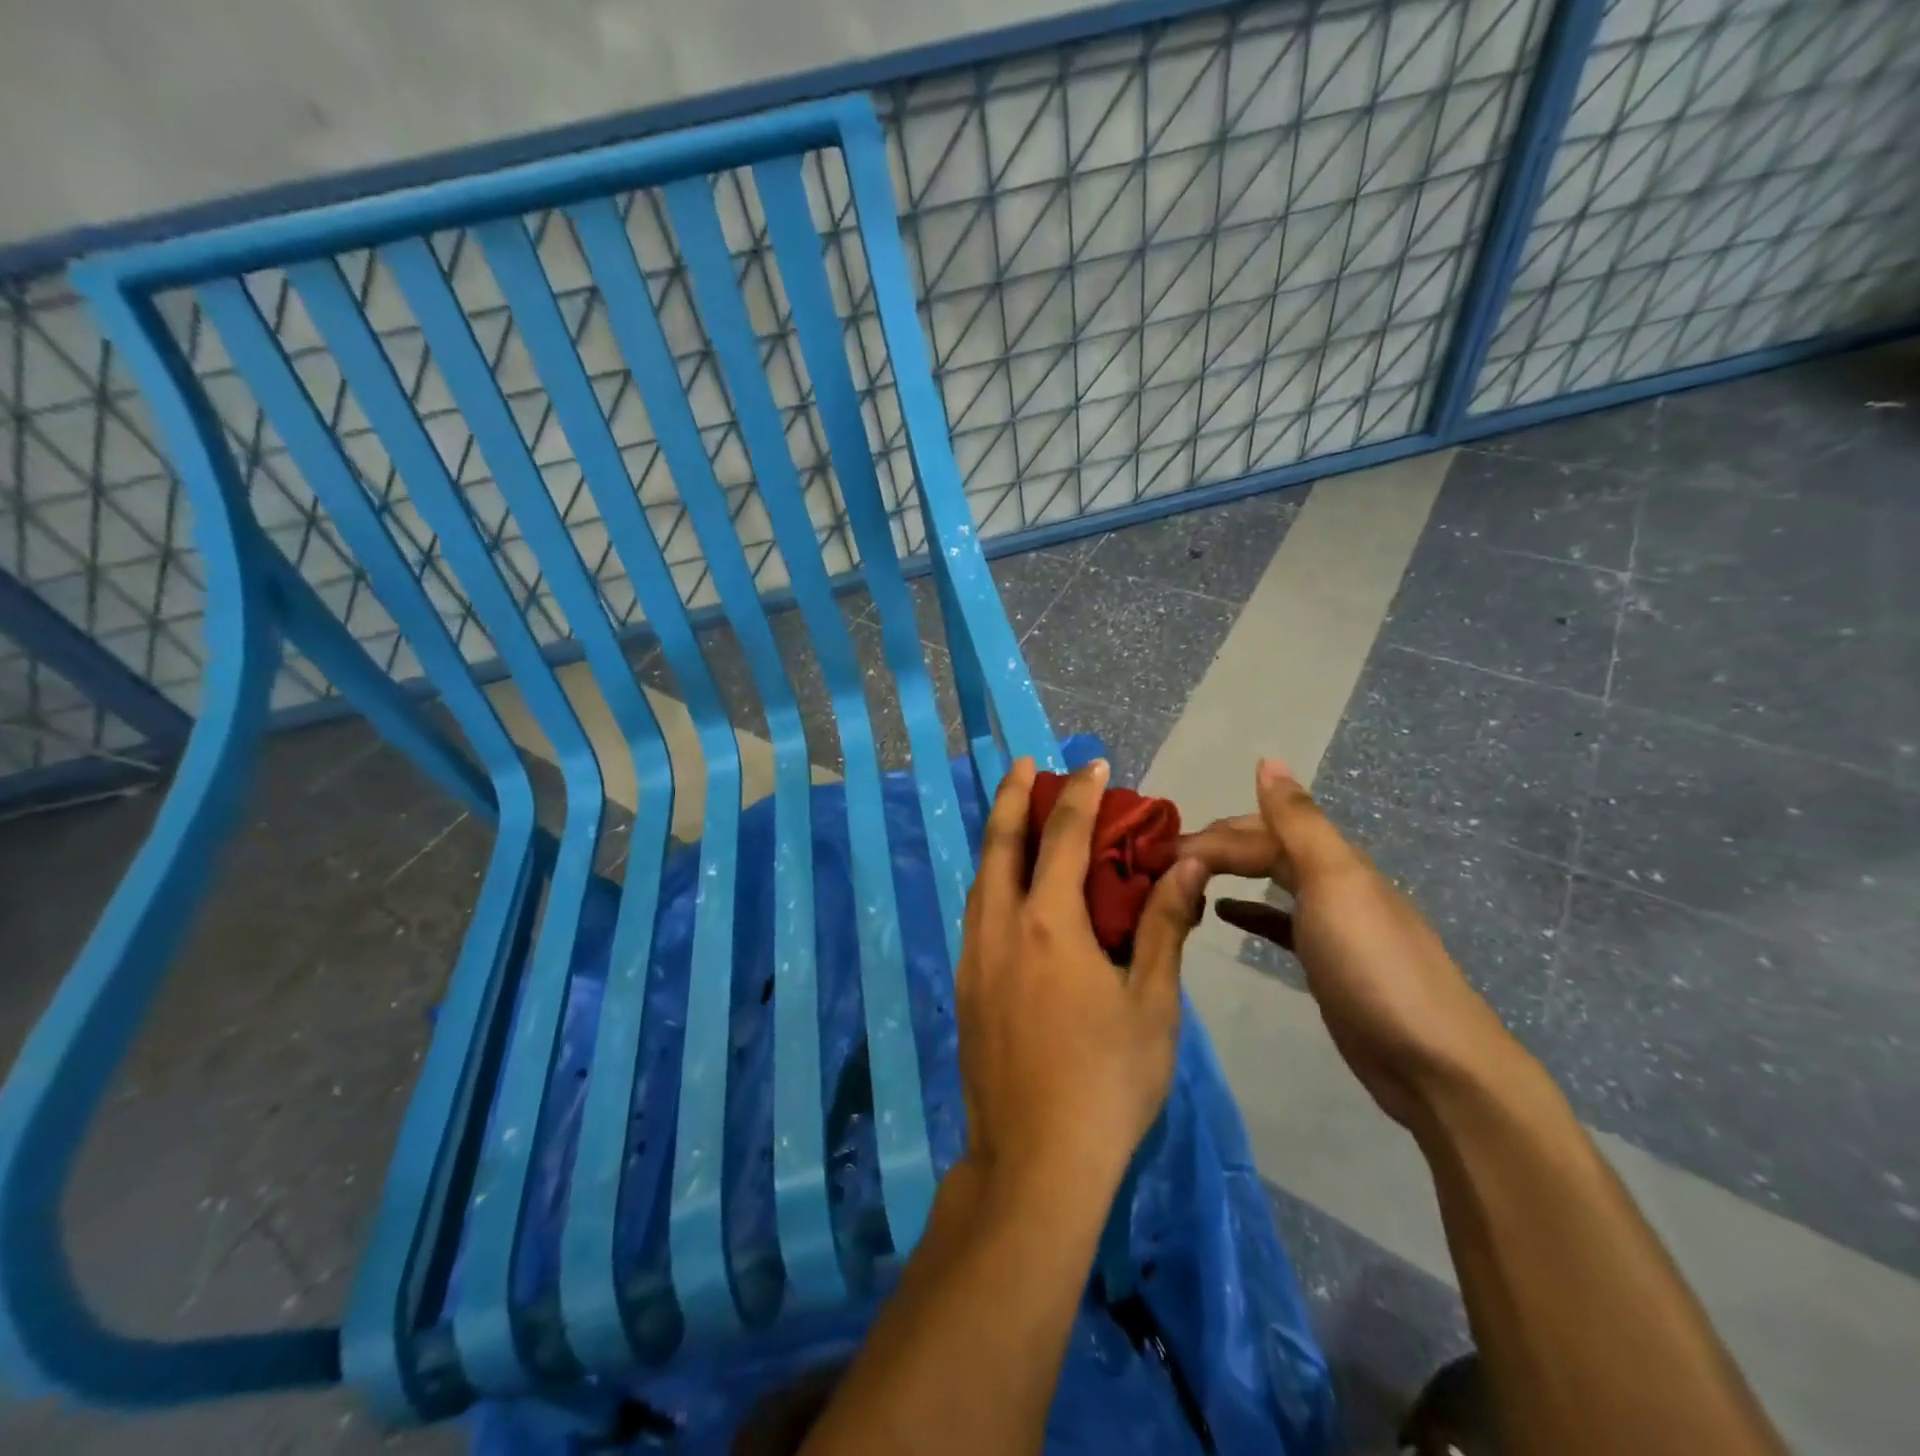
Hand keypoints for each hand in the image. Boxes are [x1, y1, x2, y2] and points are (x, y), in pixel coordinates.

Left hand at [956, 758, 1207, 1196]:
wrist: (1035, 1161)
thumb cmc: (1107, 1081)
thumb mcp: (1152, 1003)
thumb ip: (1165, 926)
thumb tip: (1186, 864)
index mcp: (1049, 923)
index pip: (1063, 836)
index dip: (1080, 795)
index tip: (1091, 764)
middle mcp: (1001, 927)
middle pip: (1000, 843)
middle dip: (1012, 797)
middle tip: (1022, 764)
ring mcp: (975, 958)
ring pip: (980, 877)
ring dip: (996, 838)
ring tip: (1012, 816)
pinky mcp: (965, 988)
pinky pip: (976, 912)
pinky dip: (991, 880)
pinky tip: (1005, 890)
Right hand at [1178, 759, 1521, 1131]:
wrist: (1433, 1064)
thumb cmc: (1373, 965)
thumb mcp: (1333, 882)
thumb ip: (1298, 822)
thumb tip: (1268, 759)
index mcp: (1334, 860)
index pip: (1260, 832)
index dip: (1212, 838)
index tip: (1161, 856)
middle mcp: (1333, 883)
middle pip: (1266, 850)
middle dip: (1216, 849)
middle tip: (1162, 864)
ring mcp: (1332, 925)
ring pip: (1271, 882)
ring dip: (1229, 874)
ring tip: (1183, 880)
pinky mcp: (1327, 964)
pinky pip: (1279, 923)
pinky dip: (1250, 912)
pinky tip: (1223, 915)